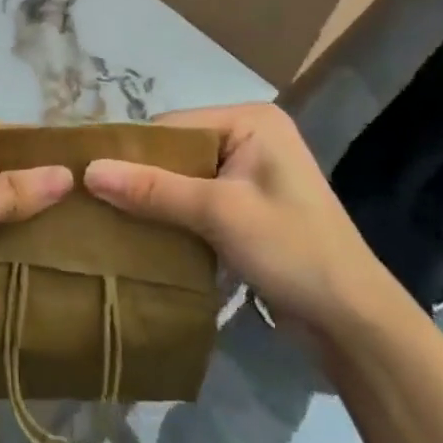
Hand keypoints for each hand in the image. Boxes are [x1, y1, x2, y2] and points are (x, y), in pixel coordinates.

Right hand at [84, 102, 395, 341]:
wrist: (354, 322)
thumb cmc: (293, 251)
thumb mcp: (219, 214)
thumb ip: (154, 189)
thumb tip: (88, 172)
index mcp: (251, 120)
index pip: (173, 126)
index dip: (132, 151)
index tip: (88, 177)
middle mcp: (250, 136)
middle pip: (177, 151)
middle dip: (142, 178)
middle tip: (94, 201)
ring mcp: (250, 172)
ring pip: (184, 178)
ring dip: (155, 200)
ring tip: (109, 218)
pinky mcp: (248, 206)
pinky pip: (197, 199)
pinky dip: (174, 216)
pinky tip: (144, 234)